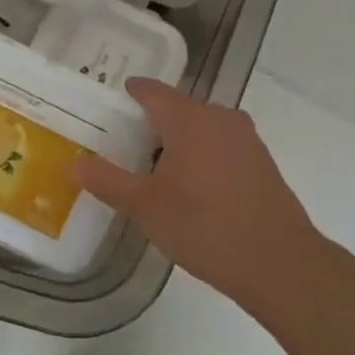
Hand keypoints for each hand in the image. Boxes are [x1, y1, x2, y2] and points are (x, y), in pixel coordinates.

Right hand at [76, 78, 322, 309]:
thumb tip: (76, 163)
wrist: (278, 262)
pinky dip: (201, 156)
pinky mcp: (262, 162)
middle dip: (152, 122)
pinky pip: (221, 147)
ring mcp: (246, 139)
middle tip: (124, 141)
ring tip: (153, 168)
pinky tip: (190, 187)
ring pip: (202, 129)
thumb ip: (109, 181)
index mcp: (190, 119)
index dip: (132, 92)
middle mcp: (221, 118)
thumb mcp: (146, 206)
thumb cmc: (204, 226)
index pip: (154, 92)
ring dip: (179, 141)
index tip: (115, 97)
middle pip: (179, 109)